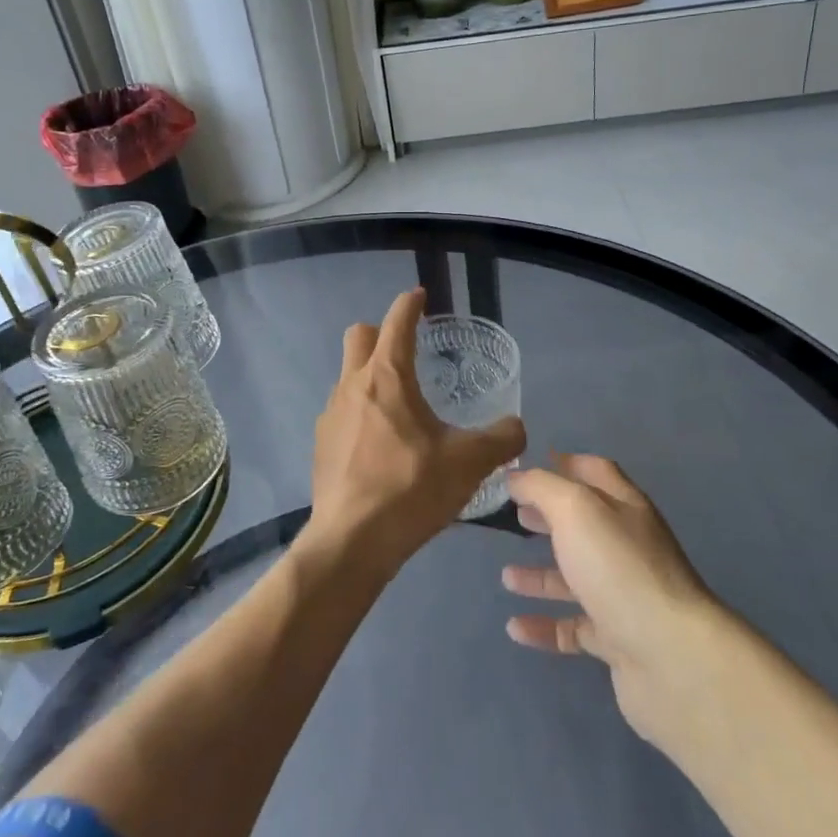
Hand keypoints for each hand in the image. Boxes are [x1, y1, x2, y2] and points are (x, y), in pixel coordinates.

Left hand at [307, 289, 525, 578]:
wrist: (352, 540)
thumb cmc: (410, 488)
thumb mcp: (469, 462)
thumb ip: (501, 438)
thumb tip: (516, 427)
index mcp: (387, 376)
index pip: (397, 321)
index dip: (410, 303)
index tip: (420, 296)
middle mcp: (352, 384)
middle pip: (359, 336)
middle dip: (381, 332)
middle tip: (409, 351)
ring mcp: (330, 413)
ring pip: (348, 374)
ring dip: (371, 376)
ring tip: (400, 407)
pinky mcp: (321, 443)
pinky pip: (342, 411)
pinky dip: (361, 412)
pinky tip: (381, 445)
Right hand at [503, 455, 718, 752]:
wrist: (672, 657)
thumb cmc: (619, 568)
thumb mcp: (575, 509)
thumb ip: (542, 487)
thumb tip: (516, 477)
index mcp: (624, 508)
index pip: (596, 472)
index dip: (564, 464)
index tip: (527, 467)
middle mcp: (627, 547)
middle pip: (583, 525)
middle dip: (548, 518)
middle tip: (513, 515)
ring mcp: (624, 596)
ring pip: (576, 579)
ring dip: (540, 576)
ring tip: (506, 576)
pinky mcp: (618, 641)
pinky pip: (574, 628)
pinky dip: (545, 626)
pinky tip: (515, 628)